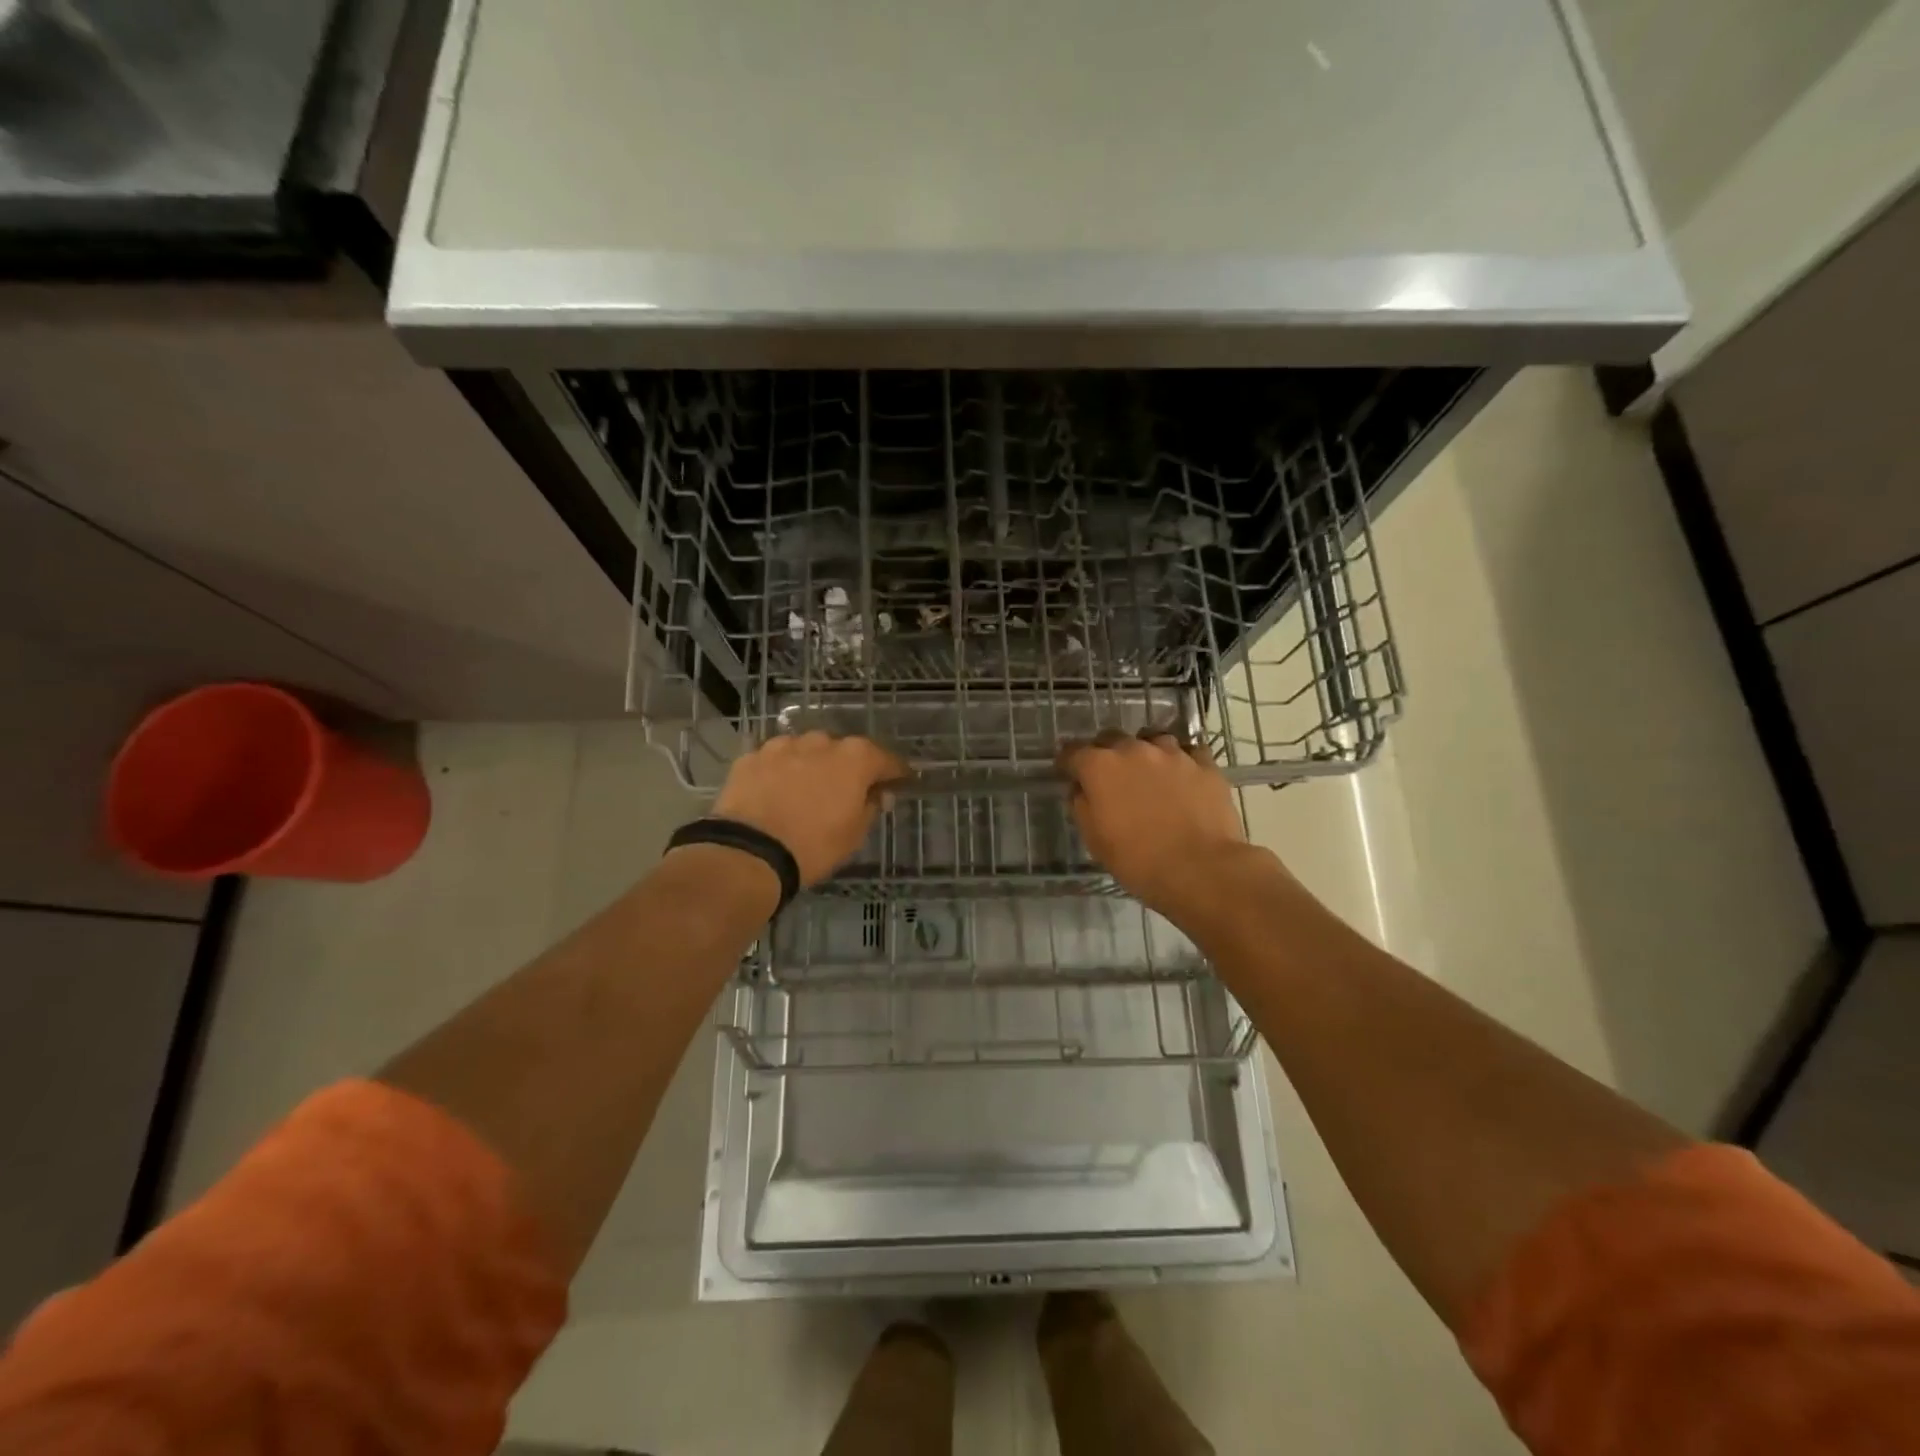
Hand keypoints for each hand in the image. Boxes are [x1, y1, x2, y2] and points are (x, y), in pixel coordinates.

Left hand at [710, 733, 908, 887]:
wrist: (749, 852)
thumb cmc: (814, 846)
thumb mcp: (854, 834)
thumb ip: (871, 806)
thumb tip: (880, 793)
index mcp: (855, 758)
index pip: (886, 760)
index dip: (895, 772)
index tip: (900, 782)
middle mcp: (821, 742)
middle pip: (843, 751)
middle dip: (848, 767)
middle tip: (847, 791)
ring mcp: (782, 746)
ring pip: (806, 750)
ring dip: (812, 765)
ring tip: (807, 791)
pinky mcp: (751, 757)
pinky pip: (775, 761)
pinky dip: (780, 772)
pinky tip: (776, 791)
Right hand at [1058, 733, 1249, 920]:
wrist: (1200, 869)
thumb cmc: (1138, 860)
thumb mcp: (1095, 840)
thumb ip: (1082, 806)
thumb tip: (1081, 790)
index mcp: (1100, 767)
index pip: (1073, 752)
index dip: (1069, 763)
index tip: (1070, 773)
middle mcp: (1133, 749)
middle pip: (1111, 739)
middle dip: (1106, 754)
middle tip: (1111, 779)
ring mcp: (1172, 753)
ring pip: (1152, 740)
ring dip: (1145, 754)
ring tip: (1150, 776)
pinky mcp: (1204, 764)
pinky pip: (1188, 752)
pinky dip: (1182, 761)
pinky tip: (1183, 778)